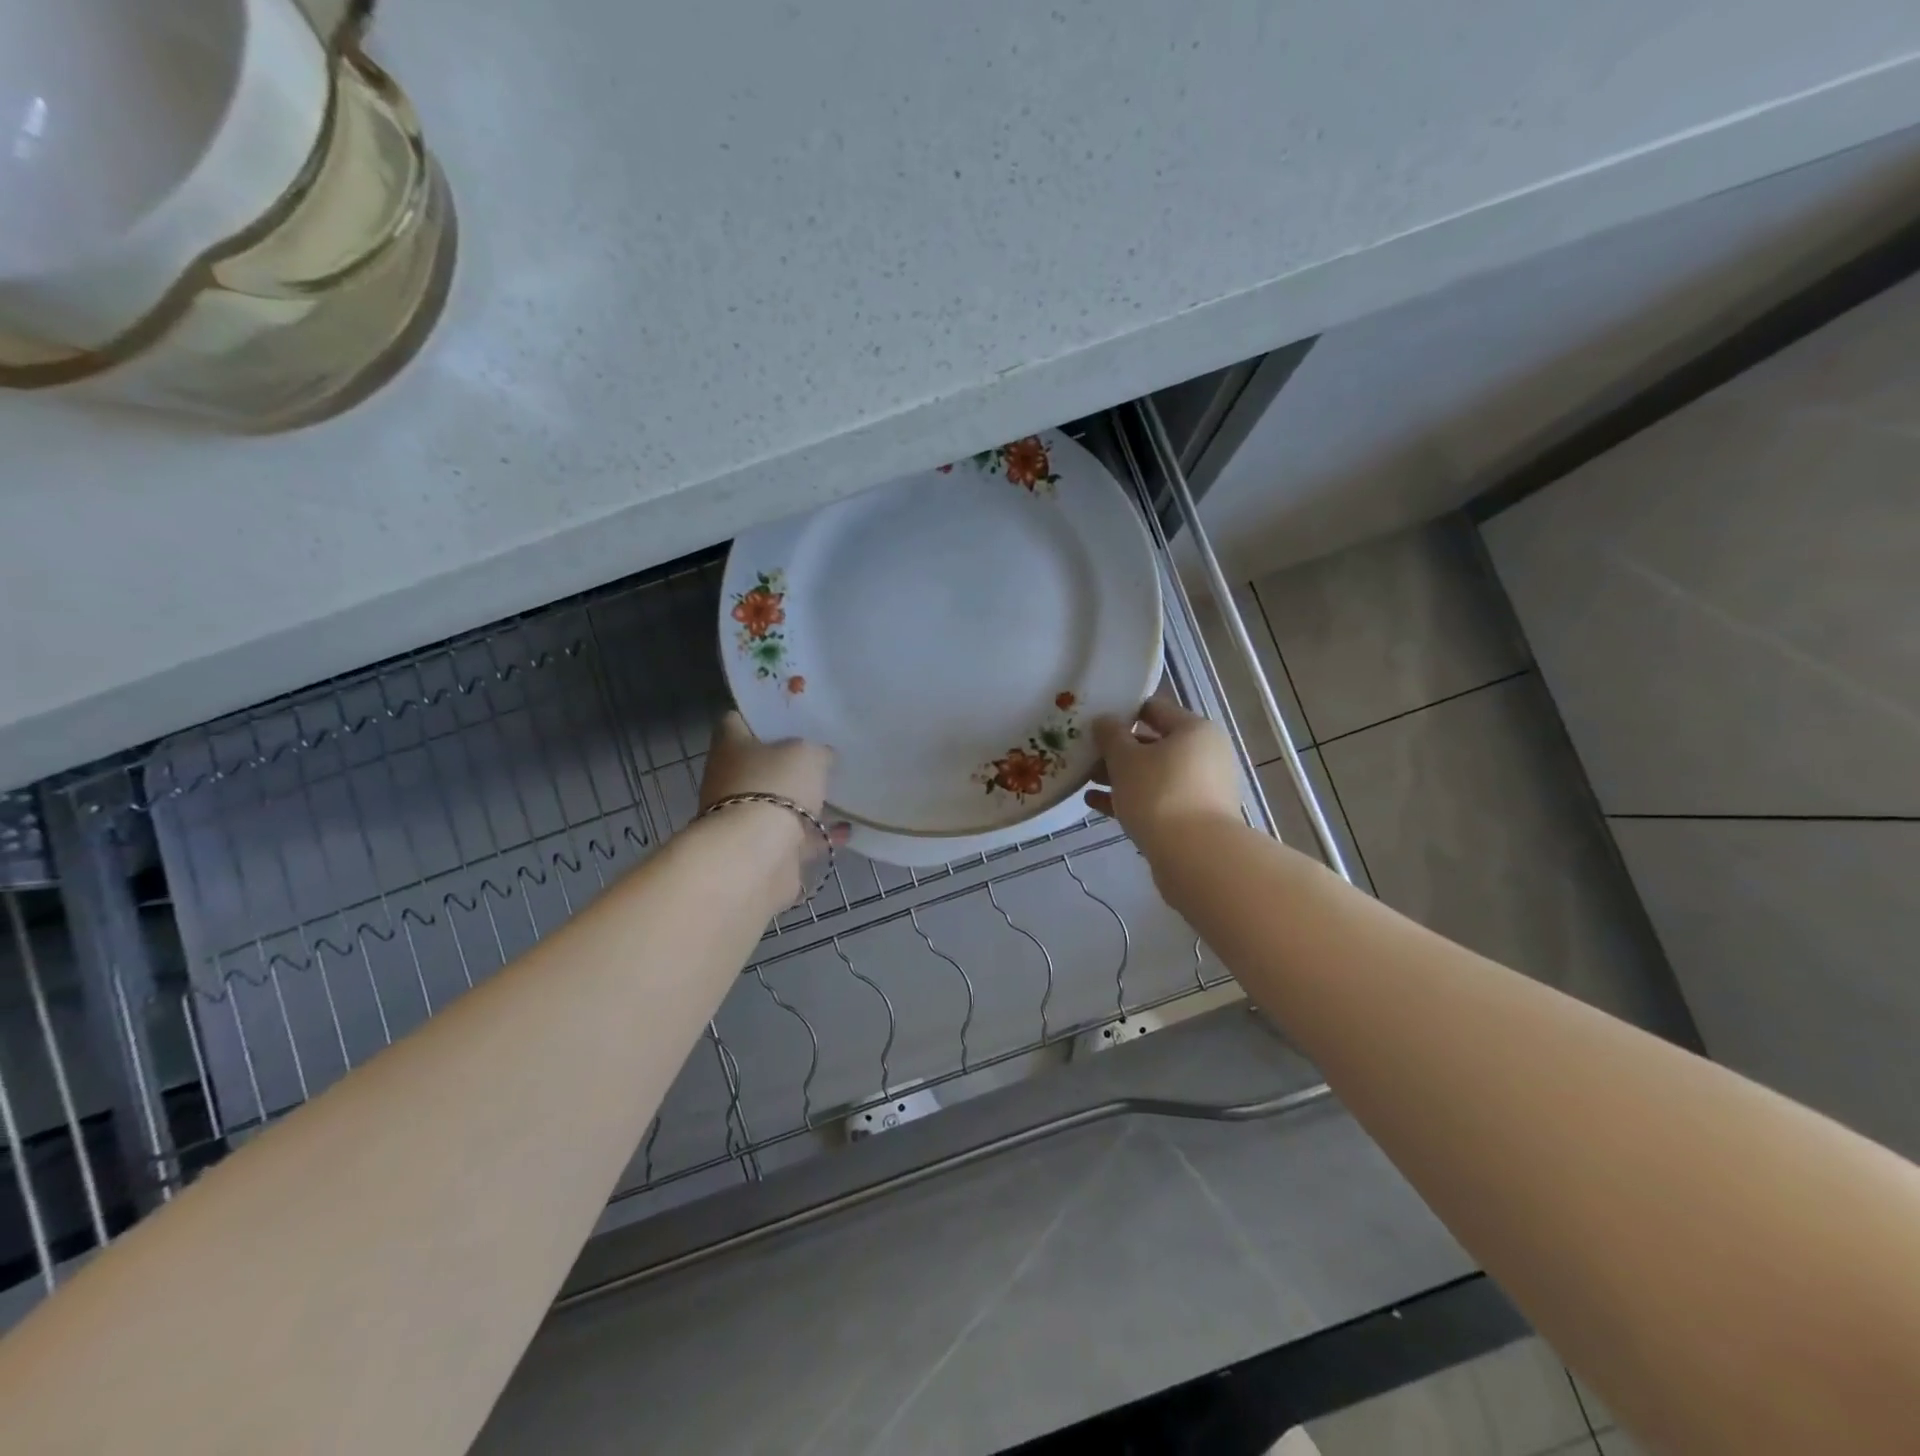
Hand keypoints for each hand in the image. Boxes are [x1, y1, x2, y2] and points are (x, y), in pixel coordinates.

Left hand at [699, 712, 840, 900]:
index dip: (761, 715)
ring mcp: (744, 817)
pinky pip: (794, 836)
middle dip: (788, 761)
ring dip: (804, 800)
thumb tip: (822, 756)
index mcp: (730, 747)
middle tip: (822, 753)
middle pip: (760, 763)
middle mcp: (730, 779)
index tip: (790, 715)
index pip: (737, 720)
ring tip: (838, 791)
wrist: (756, 855)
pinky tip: (845, 829)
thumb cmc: (774, 787)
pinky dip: (817, 834)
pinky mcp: (761, 850)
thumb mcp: (807, 754)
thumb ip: (817, 751)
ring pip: (777, 801)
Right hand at [1086, 695, 1240, 856]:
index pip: (1155, 709)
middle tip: (1085, 753)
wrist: (1195, 856)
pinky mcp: (1194, 818)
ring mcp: (1202, 789)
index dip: (1123, 712)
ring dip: (1121, 776)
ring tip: (1086, 780)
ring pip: (1154, 774)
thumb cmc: (1159, 794)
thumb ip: (1110, 736)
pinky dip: (1130, 799)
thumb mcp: (1126, 759)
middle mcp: (1204, 755)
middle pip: (1155, 744)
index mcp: (1194, 730)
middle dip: (1118, 750)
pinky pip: (1157, 800)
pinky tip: (1095, 804)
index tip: (1095, 720)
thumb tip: (1104, 720)